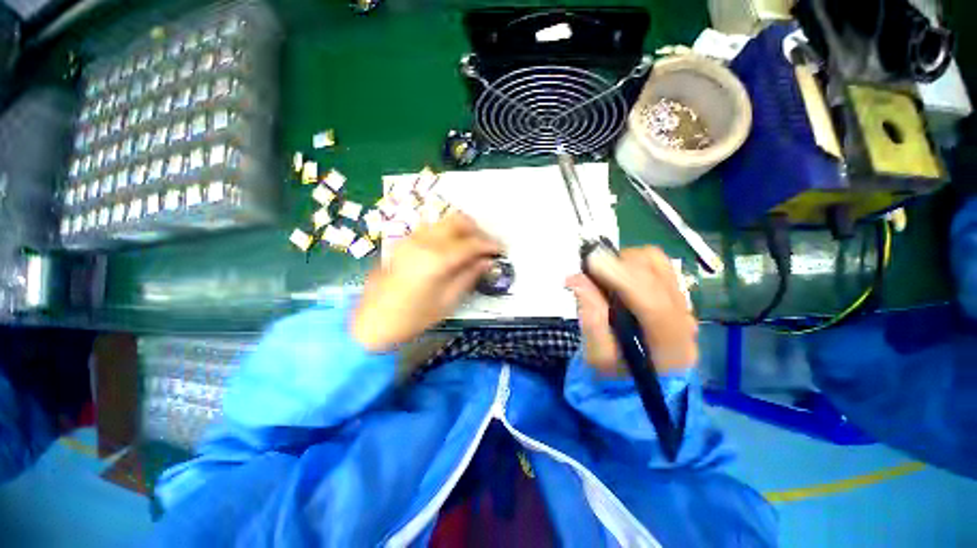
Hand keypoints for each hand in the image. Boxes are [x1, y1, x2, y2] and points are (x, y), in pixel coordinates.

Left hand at [351, 212, 501, 351]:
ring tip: (471, 247)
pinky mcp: (403, 242)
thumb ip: (469, 277)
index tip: (501, 251)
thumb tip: (486, 261)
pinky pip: (432, 228)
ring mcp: (411, 238)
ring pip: (444, 221)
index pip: (471, 243)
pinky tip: (452, 248)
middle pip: (458, 220)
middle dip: (477, 230)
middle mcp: (424, 241)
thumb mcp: (447, 302)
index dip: (489, 245)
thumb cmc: (412, 318)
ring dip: (462, 229)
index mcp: (437, 260)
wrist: (372, 321)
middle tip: (486, 246)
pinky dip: (447, 232)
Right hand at [566, 247, 697, 374]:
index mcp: (671, 344)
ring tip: (602, 276)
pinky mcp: (674, 289)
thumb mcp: (598, 355)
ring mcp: (683, 301)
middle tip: (588, 273)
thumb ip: (590, 319)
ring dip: (623, 261)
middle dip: (618, 265)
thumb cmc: (617, 369)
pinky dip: (631, 260)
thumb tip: (578, 279)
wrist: (640, 375)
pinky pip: (655, 261)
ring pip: (655, 262)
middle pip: (655, 275)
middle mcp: (684, 318)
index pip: (653, 303)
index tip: (592, 263)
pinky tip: (617, 275)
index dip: (622, 277)